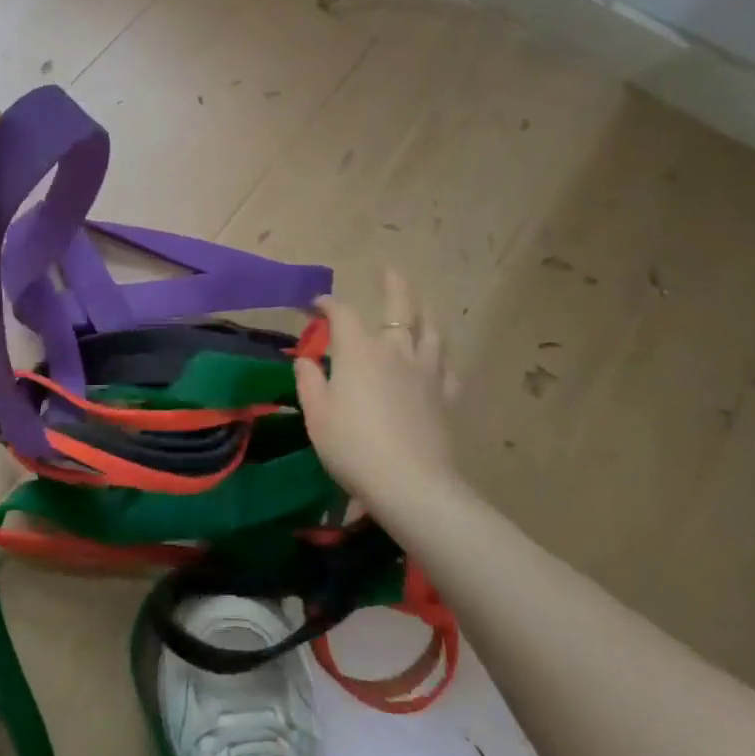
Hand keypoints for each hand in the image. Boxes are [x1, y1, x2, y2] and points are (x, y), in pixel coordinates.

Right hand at [293, 270, 466, 518]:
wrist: (410, 484)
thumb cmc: (353, 446)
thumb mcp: (317, 414)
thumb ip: (310, 380)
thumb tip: (306, 359)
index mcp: (359, 351)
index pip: (342, 313)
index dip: (326, 304)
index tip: (314, 305)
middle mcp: (395, 351)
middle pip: (400, 306)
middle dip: (393, 285)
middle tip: (389, 270)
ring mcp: (426, 372)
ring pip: (431, 330)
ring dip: (423, 312)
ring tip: (419, 306)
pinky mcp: (446, 396)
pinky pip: (447, 367)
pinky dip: (440, 357)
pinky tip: (438, 360)